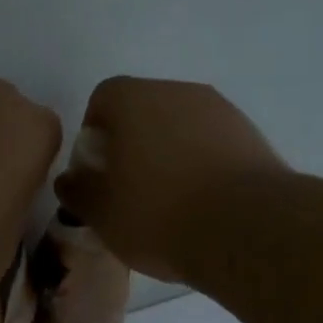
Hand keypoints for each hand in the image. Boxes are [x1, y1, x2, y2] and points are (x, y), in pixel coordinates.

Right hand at [54, 76, 287, 282]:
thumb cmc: (159, 214)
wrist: (247, 230)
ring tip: (171, 201)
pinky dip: (203, 164)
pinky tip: (205, 204)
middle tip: (130, 188)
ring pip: (182, 126)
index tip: (98, 171)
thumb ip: (78, 190)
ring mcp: (221, 111)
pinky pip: (214, 143)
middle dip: (132, 142)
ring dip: (170, 153)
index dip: (94, 133)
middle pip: (144, 109)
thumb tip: (70, 179)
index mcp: (134, 99)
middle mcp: (178, 91)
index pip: (103, 98)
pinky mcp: (253, 136)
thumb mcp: (101, 213)